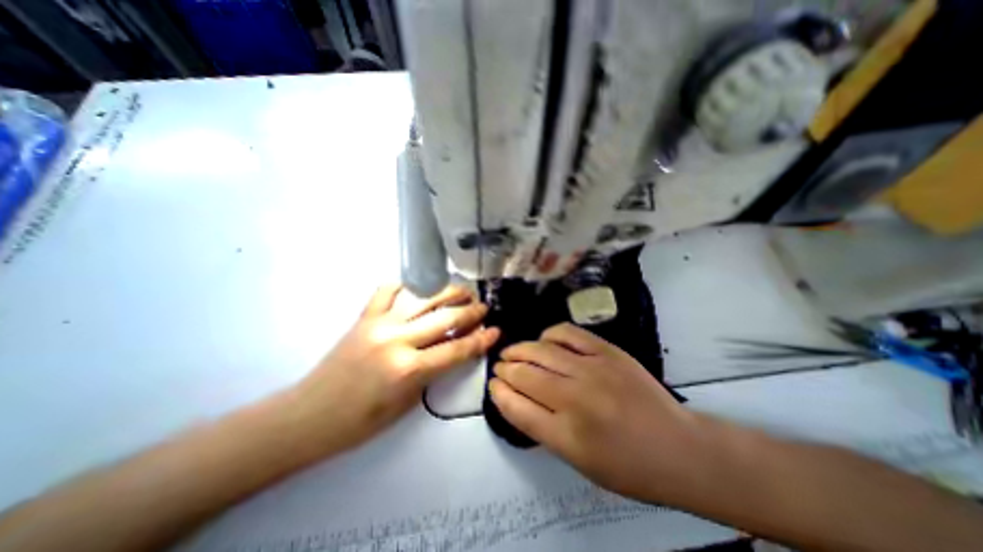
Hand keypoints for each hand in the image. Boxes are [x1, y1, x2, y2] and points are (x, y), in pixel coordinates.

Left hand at [294, 285, 500, 451]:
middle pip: (446, 318)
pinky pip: (387, 291)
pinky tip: (418, 286)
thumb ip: (433, 371)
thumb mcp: (408, 403)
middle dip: (471, 312)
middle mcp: (398, 339)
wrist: (309, 416)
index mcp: (409, 369)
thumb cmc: (361, 421)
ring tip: (463, 291)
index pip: (457, 349)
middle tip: (484, 307)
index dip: (481, 340)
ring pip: (423, 298)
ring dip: (448, 292)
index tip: (496, 330)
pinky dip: (405, 285)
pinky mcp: (364, 317)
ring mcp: (379, 323)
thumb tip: (455, 348)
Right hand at [491, 323, 705, 504]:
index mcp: (566, 435)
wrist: (679, 448)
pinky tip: (545, 340)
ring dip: (520, 350)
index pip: (517, 408)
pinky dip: (549, 334)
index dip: (499, 394)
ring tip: (512, 352)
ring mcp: (592, 369)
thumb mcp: (579, 462)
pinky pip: (568, 333)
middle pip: (525, 374)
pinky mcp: (607, 351)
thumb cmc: (628, 466)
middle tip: (499, 367)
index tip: (493, 386)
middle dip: (505, 369)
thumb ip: (544, 429)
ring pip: (541, 351)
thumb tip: (517, 400)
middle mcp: (575, 398)